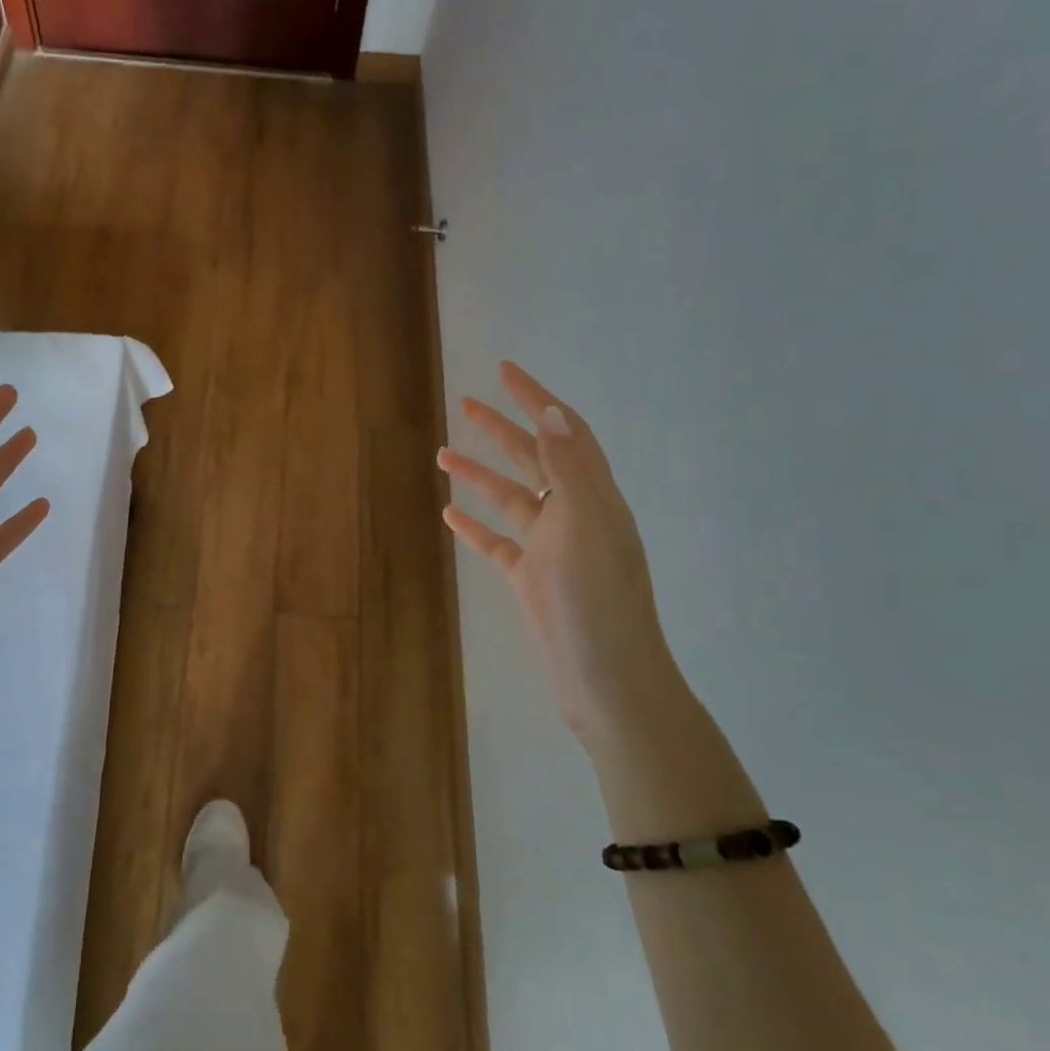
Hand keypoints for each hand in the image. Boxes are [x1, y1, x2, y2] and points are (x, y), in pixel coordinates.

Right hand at [439, 361, 679, 745]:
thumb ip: (569, 468)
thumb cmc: (597, 601)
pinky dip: (474, 525)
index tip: (503, 371)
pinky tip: (449, 513)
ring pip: (510, 499)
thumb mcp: (585, 526)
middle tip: (466, 404)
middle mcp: (573, 515)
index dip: (535, 399)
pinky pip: (497, 542)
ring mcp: (550, 549)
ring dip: (480, 474)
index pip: (563, 433)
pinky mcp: (531, 579)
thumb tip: (551, 411)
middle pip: (533, 459)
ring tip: (443, 454)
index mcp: (593, 497)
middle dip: (501, 429)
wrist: (606, 679)